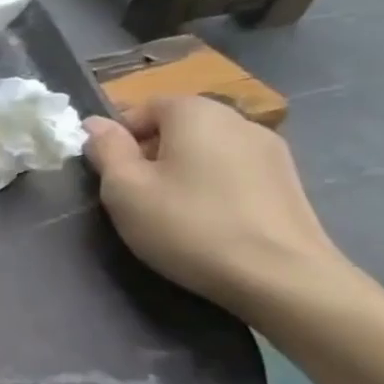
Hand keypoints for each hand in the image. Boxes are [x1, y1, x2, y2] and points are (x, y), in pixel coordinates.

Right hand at [83, 97, 350, 319]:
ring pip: (206, 150)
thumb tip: (95, 124)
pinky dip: (213, 186)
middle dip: (151, 153)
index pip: (145, 107)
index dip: (120, 137)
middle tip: (136, 196)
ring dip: (183, 171)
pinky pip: (233, 171)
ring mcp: (270, 150)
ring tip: (173, 212)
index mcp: (195, 113)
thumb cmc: (188, 225)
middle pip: (178, 126)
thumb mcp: (124, 189)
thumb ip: (106, 150)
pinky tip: (209, 221)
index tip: (111, 175)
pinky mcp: (288, 181)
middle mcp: (237, 119)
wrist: (280, 277)